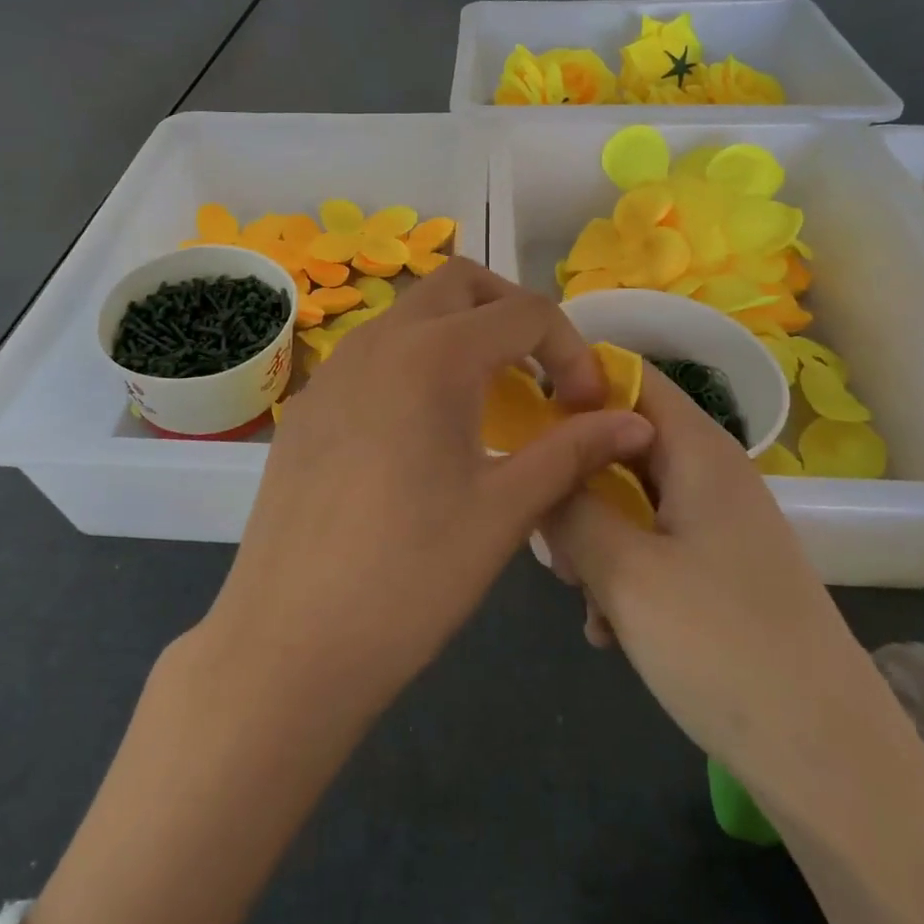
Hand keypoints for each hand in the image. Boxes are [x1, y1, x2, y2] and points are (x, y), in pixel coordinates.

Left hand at [197, 259, 653, 730]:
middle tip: (537, 373)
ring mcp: (333, 368)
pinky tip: (418, 434)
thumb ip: (572, 451)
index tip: (584, 408)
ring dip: (459, 333)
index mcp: (433, 354)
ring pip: (410, 313)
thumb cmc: (409, 577)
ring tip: (484, 402)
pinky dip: (413, 363)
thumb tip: (637, 422)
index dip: (572, 350)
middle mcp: (378, 340)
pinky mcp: (308, 403)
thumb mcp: (505, 511)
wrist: (287, 642)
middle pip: (459, 282)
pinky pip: (372, 353)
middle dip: (511, 311)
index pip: (525, 311)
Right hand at [543, 363, 878, 775]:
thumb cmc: (720, 645)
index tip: (521, 418)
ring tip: (573, 587)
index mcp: (698, 450)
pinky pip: (652, 543)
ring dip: (592, 532)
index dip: (573, 383)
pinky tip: (605, 626)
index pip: (629, 376)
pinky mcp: (720, 570)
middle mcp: (710, 473)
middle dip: (573, 476)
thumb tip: (538, 469)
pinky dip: (621, 569)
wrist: (829, 761)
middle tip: (543, 527)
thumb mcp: (623, 569)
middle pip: (622, 439)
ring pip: (631, 496)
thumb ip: (568, 505)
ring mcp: (718, 523)